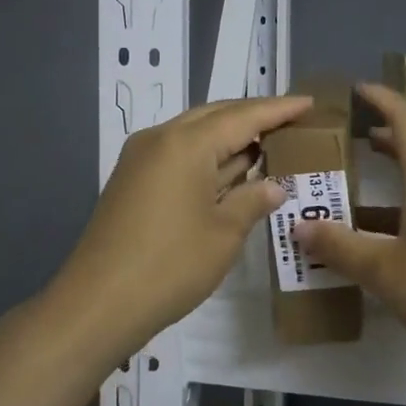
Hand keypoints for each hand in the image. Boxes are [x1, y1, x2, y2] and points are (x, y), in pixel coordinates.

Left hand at [51, 95, 312, 355]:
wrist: (98, 302)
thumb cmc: (170, 266)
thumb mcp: (223, 234)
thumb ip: (252, 200)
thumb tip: (274, 186)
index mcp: (186, 143)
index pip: (243, 116)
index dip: (278, 110)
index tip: (308, 103)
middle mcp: (160, 138)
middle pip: (215, 116)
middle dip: (253, 117)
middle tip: (291, 122)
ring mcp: (141, 158)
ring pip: (194, 134)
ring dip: (229, 138)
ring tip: (267, 143)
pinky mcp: (131, 179)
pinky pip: (177, 153)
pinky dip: (207, 157)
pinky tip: (229, 171)